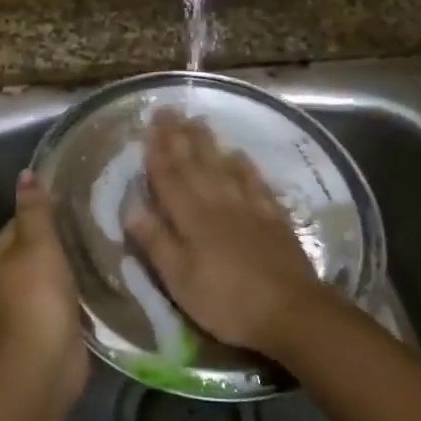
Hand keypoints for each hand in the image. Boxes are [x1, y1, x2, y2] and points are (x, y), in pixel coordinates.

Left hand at [0, 171, 89, 400]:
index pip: (21, 221)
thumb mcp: (37, 242)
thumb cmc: (37, 294)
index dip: (47, 210)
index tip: (78, 201)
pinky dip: (81, 286)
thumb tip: (25, 174)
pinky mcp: (50, 321)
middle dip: (64, 236)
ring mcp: (28, 302)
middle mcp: (6, 276)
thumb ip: (34, 208)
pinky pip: (66, 293)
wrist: (45, 360)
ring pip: (54, 270)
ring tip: (106, 243)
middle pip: (38, 246)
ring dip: (74, 262)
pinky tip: (103, 275)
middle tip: (98, 220)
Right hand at [123, 110, 328, 358]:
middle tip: (170, 110)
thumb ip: (156, 242)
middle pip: (195, 163)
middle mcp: (218, 202)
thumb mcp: (179, 280)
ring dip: (208, 143)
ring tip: (198, 121)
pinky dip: (244, 165)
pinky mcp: (272, 217)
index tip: (148, 124)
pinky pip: (255, 182)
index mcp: (191, 217)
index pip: (169, 176)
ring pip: (223, 166)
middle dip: (179, 136)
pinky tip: (239, 154)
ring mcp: (249, 207)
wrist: (289, 311)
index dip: (157, 150)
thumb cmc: (225, 301)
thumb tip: (130, 207)